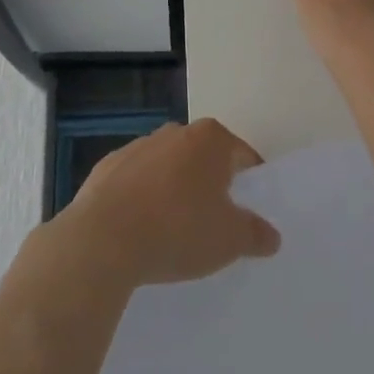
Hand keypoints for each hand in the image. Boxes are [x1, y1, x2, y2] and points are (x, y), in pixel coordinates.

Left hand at [64, 120, 279, 287]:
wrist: (102, 241)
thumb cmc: (178, 230)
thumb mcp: (230, 240)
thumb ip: (256, 234)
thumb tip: (272, 236)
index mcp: (210, 139)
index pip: (242, 155)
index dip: (249, 183)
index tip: (247, 211)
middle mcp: (173, 132)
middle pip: (202, 157)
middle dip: (210, 184)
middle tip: (214, 222)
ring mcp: (135, 148)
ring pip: (166, 168)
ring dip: (174, 190)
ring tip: (174, 231)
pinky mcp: (104, 169)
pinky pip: (134, 183)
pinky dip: (141, 200)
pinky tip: (141, 231)